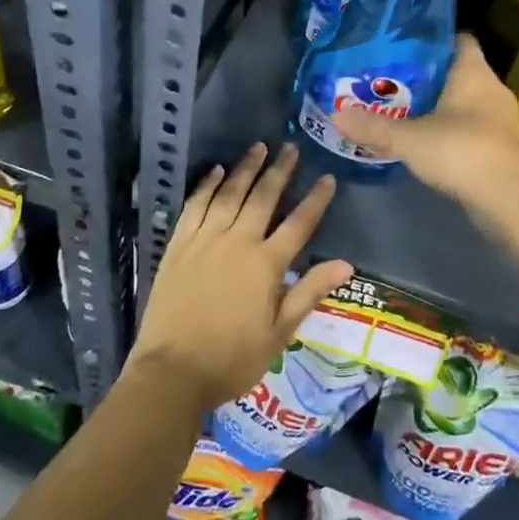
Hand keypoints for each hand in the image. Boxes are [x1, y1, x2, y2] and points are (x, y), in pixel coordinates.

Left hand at [129, 142, 353, 414]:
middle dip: (280, 171)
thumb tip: (346, 264)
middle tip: (290, 148)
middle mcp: (238, 242)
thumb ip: (309, 292)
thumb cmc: (233, 359)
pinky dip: (207, 185)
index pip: (299, 223)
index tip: (327, 178)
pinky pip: (195, 205)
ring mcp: (205, 240)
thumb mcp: (280, 333)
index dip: (315, 200)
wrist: (172, 372)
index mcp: (266, 264)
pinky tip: (216, 171)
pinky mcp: (179, 245)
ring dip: (245, 169)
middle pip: (263, 198)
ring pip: (229, 194)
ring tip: (258, 147)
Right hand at [333, 33, 518, 213]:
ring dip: (440, 105)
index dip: (434, 40)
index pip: (459, 40)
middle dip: (429, 76)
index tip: (405, 46)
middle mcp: (493, 90)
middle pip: (459, 72)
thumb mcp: (408, 139)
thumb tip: (336, 115)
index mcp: (475, 73)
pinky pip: (472, 127)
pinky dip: (451, 130)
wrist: (507, 200)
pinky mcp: (502, 147)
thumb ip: (373, 127)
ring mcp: (501, 120)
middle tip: (393, 80)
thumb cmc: (460, 152)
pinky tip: (427, 140)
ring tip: (404, 109)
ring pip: (466, 102)